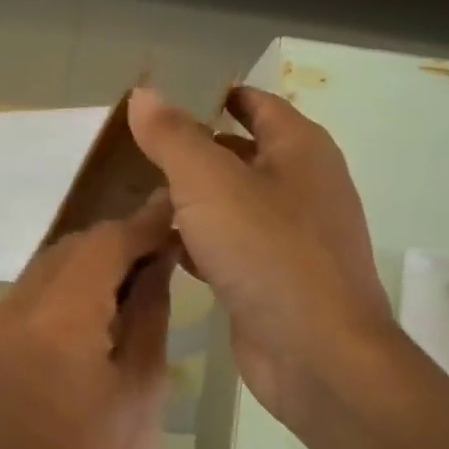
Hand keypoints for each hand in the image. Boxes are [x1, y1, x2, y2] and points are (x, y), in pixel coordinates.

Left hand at [0, 195, 176, 448]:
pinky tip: (96, 303)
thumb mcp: (145, 379)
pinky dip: (64, 287)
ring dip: (88, 263)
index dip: (140, 226)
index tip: (174, 212)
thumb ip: (149, 302)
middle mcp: (8, 314)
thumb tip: (160, 251)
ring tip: (134, 277)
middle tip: (161, 249)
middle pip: (69, 250)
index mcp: (54, 328)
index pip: (101, 246)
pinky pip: (30, 292)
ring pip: (47, 266)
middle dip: (116, 243)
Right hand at [127, 85, 394, 421]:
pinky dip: (197, 241)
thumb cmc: (268, 253)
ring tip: (134, 196)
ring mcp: (289, 236)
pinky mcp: (271, 278)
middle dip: (189, 150)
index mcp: (299, 149)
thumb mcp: (209, 183)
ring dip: (188, 199)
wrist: (316, 354)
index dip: (209, 96)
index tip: (158, 103)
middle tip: (132, 151)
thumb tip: (143, 93)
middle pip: (238, 152)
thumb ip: (172, 137)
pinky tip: (160, 247)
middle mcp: (300, 186)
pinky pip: (228, 245)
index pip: (253, 103)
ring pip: (229, 203)